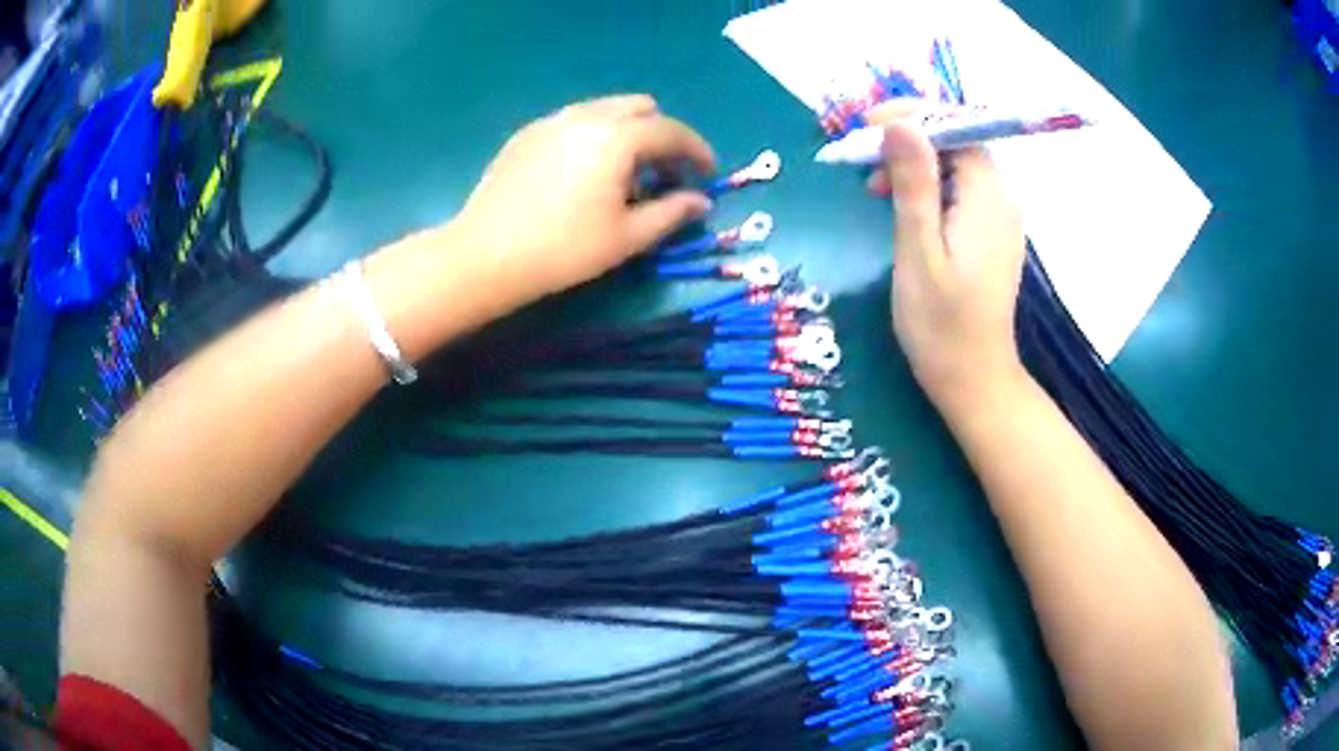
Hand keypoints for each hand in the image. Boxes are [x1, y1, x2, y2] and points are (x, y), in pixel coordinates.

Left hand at [455, 94, 716, 301]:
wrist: (485, 256)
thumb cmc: (564, 250)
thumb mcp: (627, 237)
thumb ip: (672, 213)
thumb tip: (700, 201)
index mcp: (618, 137)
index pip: (672, 131)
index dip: (698, 151)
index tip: (708, 175)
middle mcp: (587, 116)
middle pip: (640, 108)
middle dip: (662, 135)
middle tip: (663, 174)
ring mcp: (552, 121)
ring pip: (605, 110)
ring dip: (628, 133)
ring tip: (624, 175)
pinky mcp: (527, 134)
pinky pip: (574, 121)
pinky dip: (594, 136)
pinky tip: (584, 173)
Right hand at [867, 106, 1026, 411]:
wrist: (973, 380)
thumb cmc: (941, 324)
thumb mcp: (918, 250)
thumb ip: (913, 183)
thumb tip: (900, 123)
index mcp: (987, 197)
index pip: (956, 127)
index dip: (913, 116)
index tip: (866, 128)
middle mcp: (1001, 198)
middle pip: (956, 143)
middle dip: (908, 140)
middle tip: (862, 164)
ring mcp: (999, 217)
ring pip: (955, 166)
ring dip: (913, 164)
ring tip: (873, 189)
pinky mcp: (990, 234)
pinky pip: (959, 191)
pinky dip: (926, 187)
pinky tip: (901, 207)